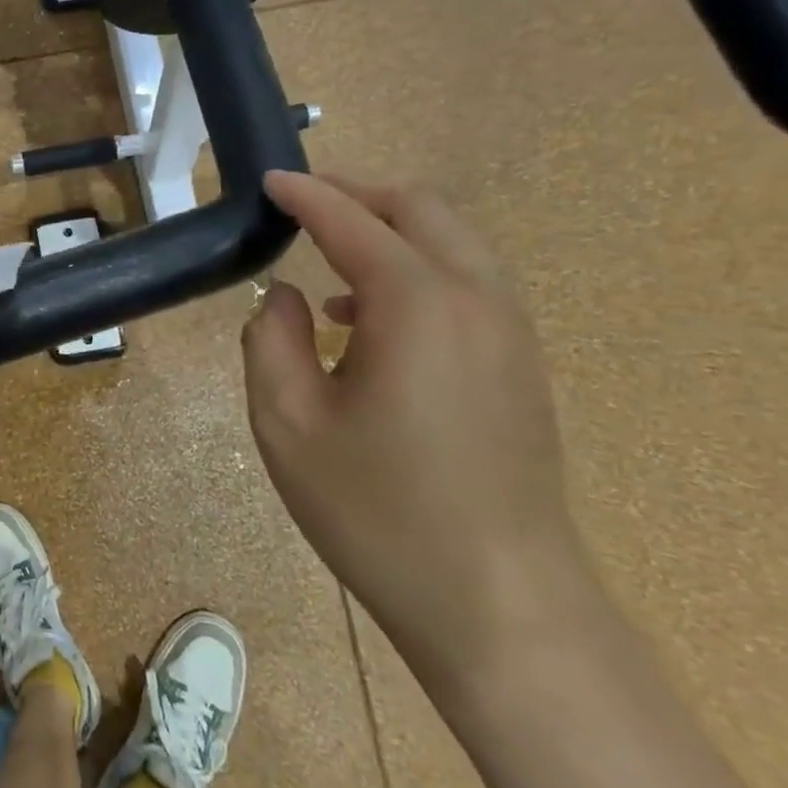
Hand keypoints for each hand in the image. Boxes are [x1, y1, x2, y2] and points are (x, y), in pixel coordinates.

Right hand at [242, 172, 588, 690]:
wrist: (500, 605)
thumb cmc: (378, 512)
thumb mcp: (287, 423)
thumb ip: (271, 339)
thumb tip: (287, 296)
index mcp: (417, 304)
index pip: (353, 220)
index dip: (306, 194)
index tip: (267, 182)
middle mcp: (476, 299)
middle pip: (421, 209)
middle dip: (357, 195)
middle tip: (300, 208)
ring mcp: (510, 332)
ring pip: (452, 242)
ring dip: (389, 233)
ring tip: (329, 266)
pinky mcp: (520, 365)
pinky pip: (467, 283)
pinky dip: (416, 270)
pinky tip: (370, 323)